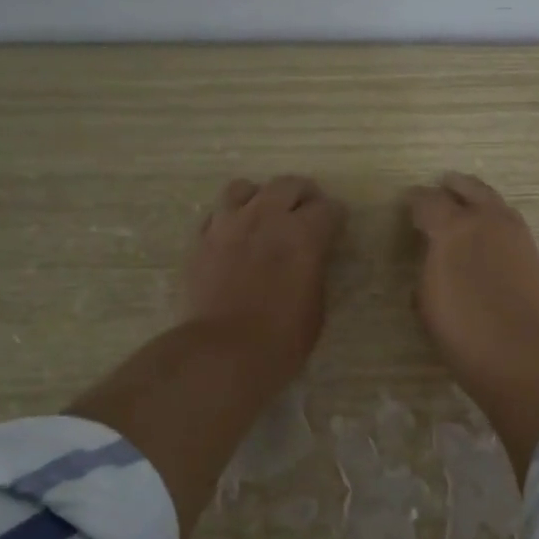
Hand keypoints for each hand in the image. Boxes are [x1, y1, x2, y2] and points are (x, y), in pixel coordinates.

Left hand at [185, 175, 346, 386]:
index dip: (336, 218)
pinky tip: (234, 235)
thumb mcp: (315, 307)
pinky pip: (217, 213)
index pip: (329, 208)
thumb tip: (311, 257)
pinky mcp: (201, 239)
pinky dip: (230, 217)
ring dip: (261, 197)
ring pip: (245, 188)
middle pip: (289, 185)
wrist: (222, 353)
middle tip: (307, 212)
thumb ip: (314, 269)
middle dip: (304, 196)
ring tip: (264, 215)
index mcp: (304, 234)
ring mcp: (229, 224)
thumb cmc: (281, 340)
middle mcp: (267, 218)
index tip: (337, 228)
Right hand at [405, 173, 538, 480]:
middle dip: (450, 187)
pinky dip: (493, 217)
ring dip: (476, 198)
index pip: (427, 200)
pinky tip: (486, 232)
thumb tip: (433, 257)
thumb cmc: (462, 331)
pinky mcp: (531, 250)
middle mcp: (485, 219)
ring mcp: (514, 232)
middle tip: (439, 190)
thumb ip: (427, 267)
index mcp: (452, 227)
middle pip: (467, 187)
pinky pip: (507, 220)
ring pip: (493, 200)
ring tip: (464, 207)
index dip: (414, 201)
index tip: (407, 205)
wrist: (520, 352)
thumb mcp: (426, 300)